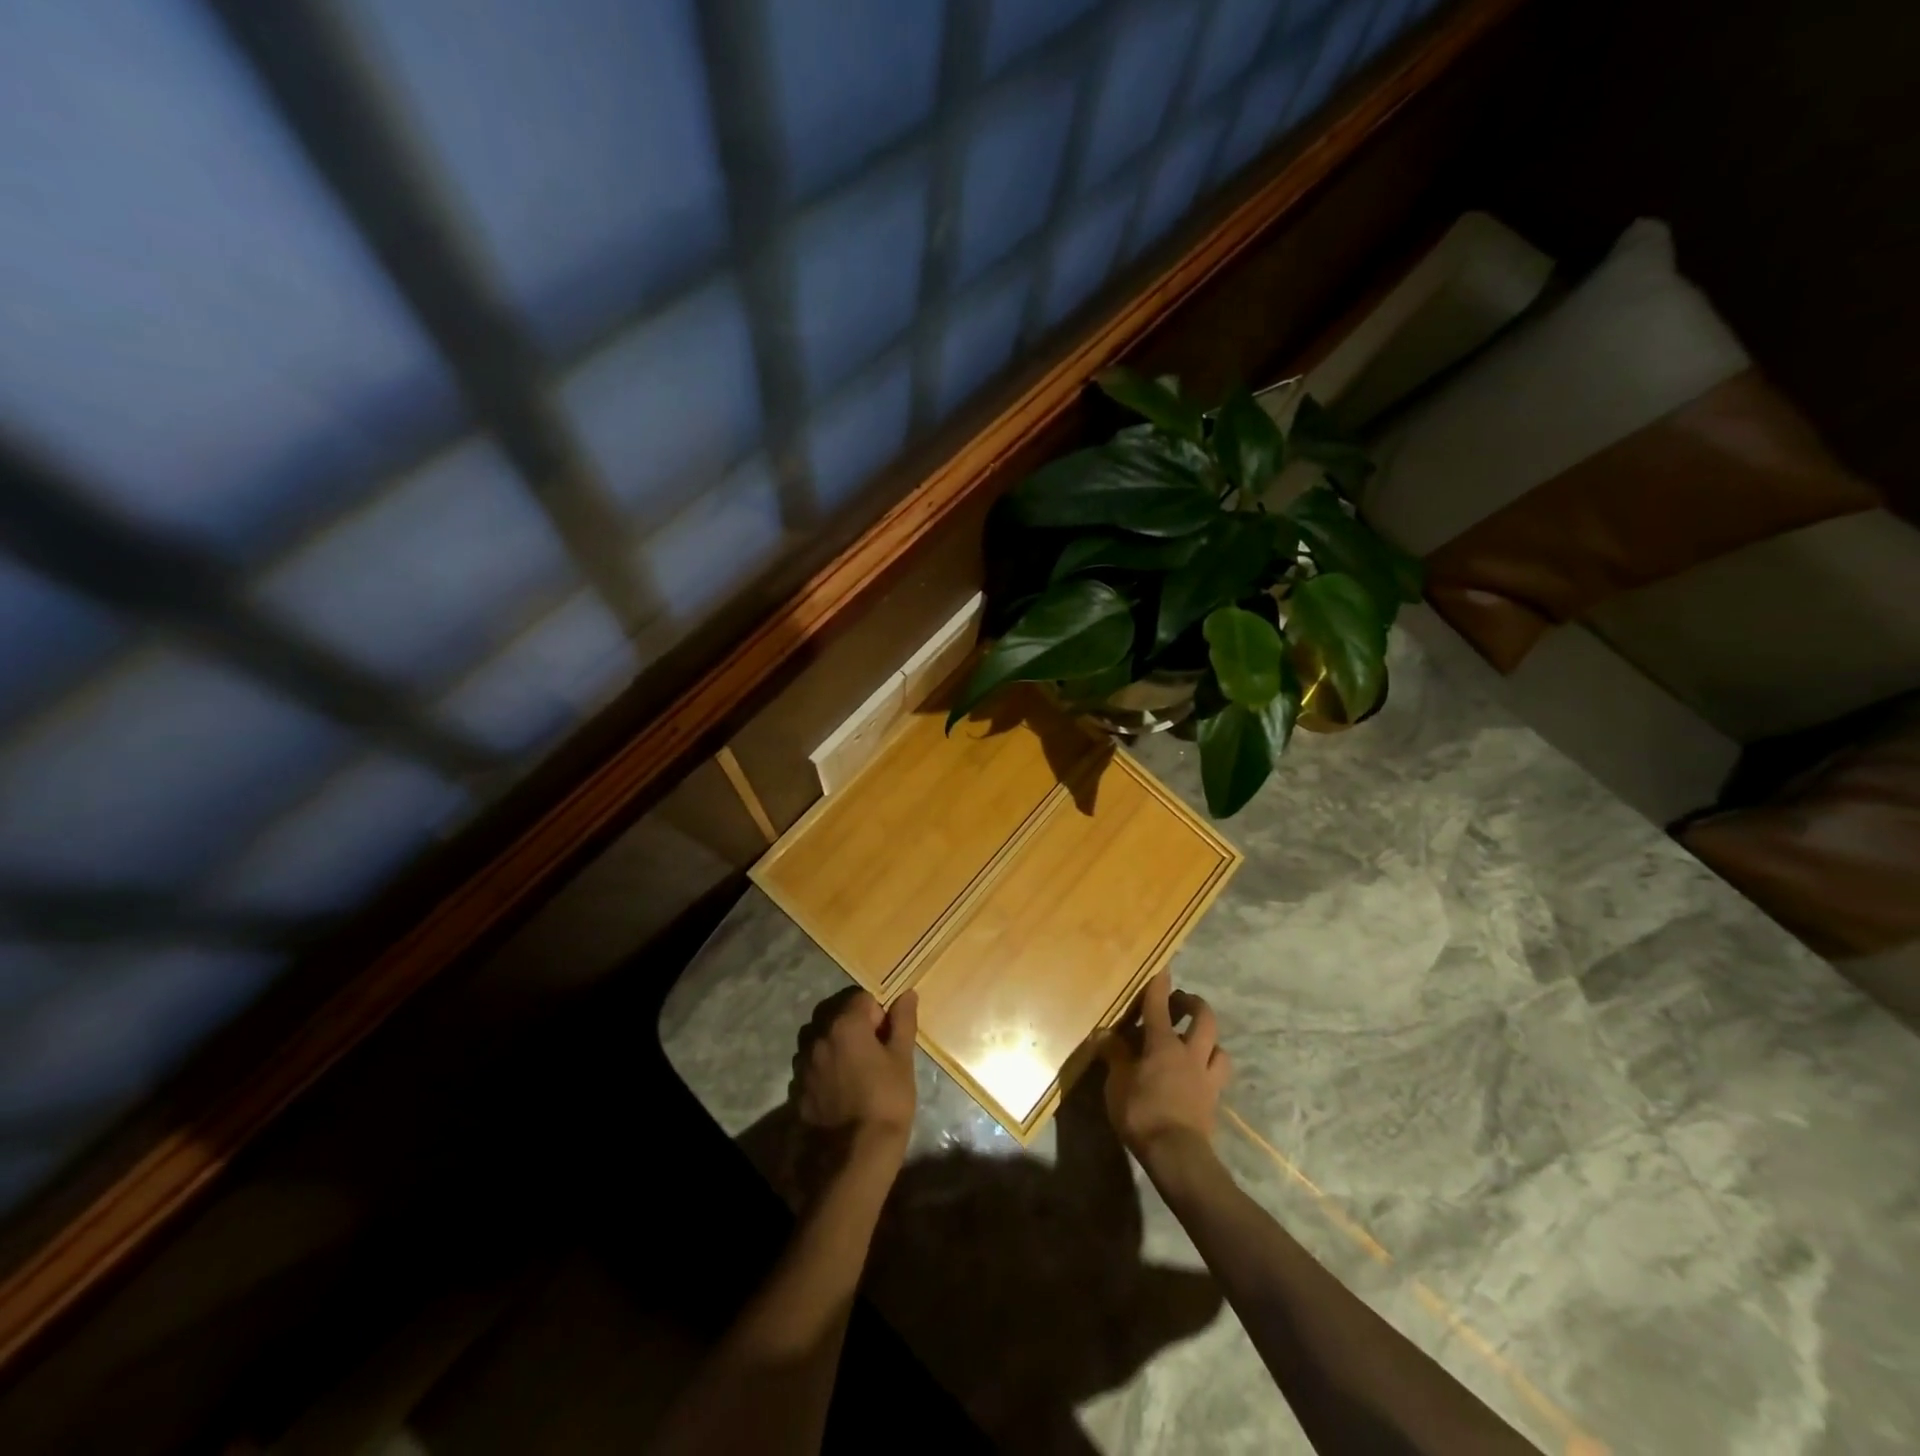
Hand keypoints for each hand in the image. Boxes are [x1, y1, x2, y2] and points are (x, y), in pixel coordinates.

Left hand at [792, 988, 918, 1153]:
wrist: (857, 1154)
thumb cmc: (887, 1099)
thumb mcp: (902, 1059)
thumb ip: (903, 1021)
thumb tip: (907, 993)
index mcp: (845, 1024)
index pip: (862, 998)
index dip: (878, 1016)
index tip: (887, 1040)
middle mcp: (818, 1037)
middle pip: (837, 1017)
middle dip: (855, 1029)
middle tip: (874, 1057)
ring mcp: (804, 1064)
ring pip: (821, 1041)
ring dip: (836, 1048)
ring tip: (855, 1075)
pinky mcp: (797, 1089)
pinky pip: (812, 1067)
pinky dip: (824, 1071)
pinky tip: (840, 1093)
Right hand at [1100, 971, 1230, 1170]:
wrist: (1177, 1155)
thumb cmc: (1142, 1112)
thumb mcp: (1116, 1083)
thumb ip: (1114, 1055)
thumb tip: (1104, 1034)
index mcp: (1163, 1044)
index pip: (1159, 1005)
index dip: (1159, 984)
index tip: (1162, 966)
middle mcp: (1190, 1054)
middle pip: (1203, 1019)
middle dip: (1194, 1004)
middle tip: (1181, 1002)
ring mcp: (1206, 1078)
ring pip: (1219, 1048)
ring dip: (1209, 1039)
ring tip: (1197, 1041)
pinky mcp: (1213, 1101)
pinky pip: (1217, 1076)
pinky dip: (1210, 1068)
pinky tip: (1198, 1075)